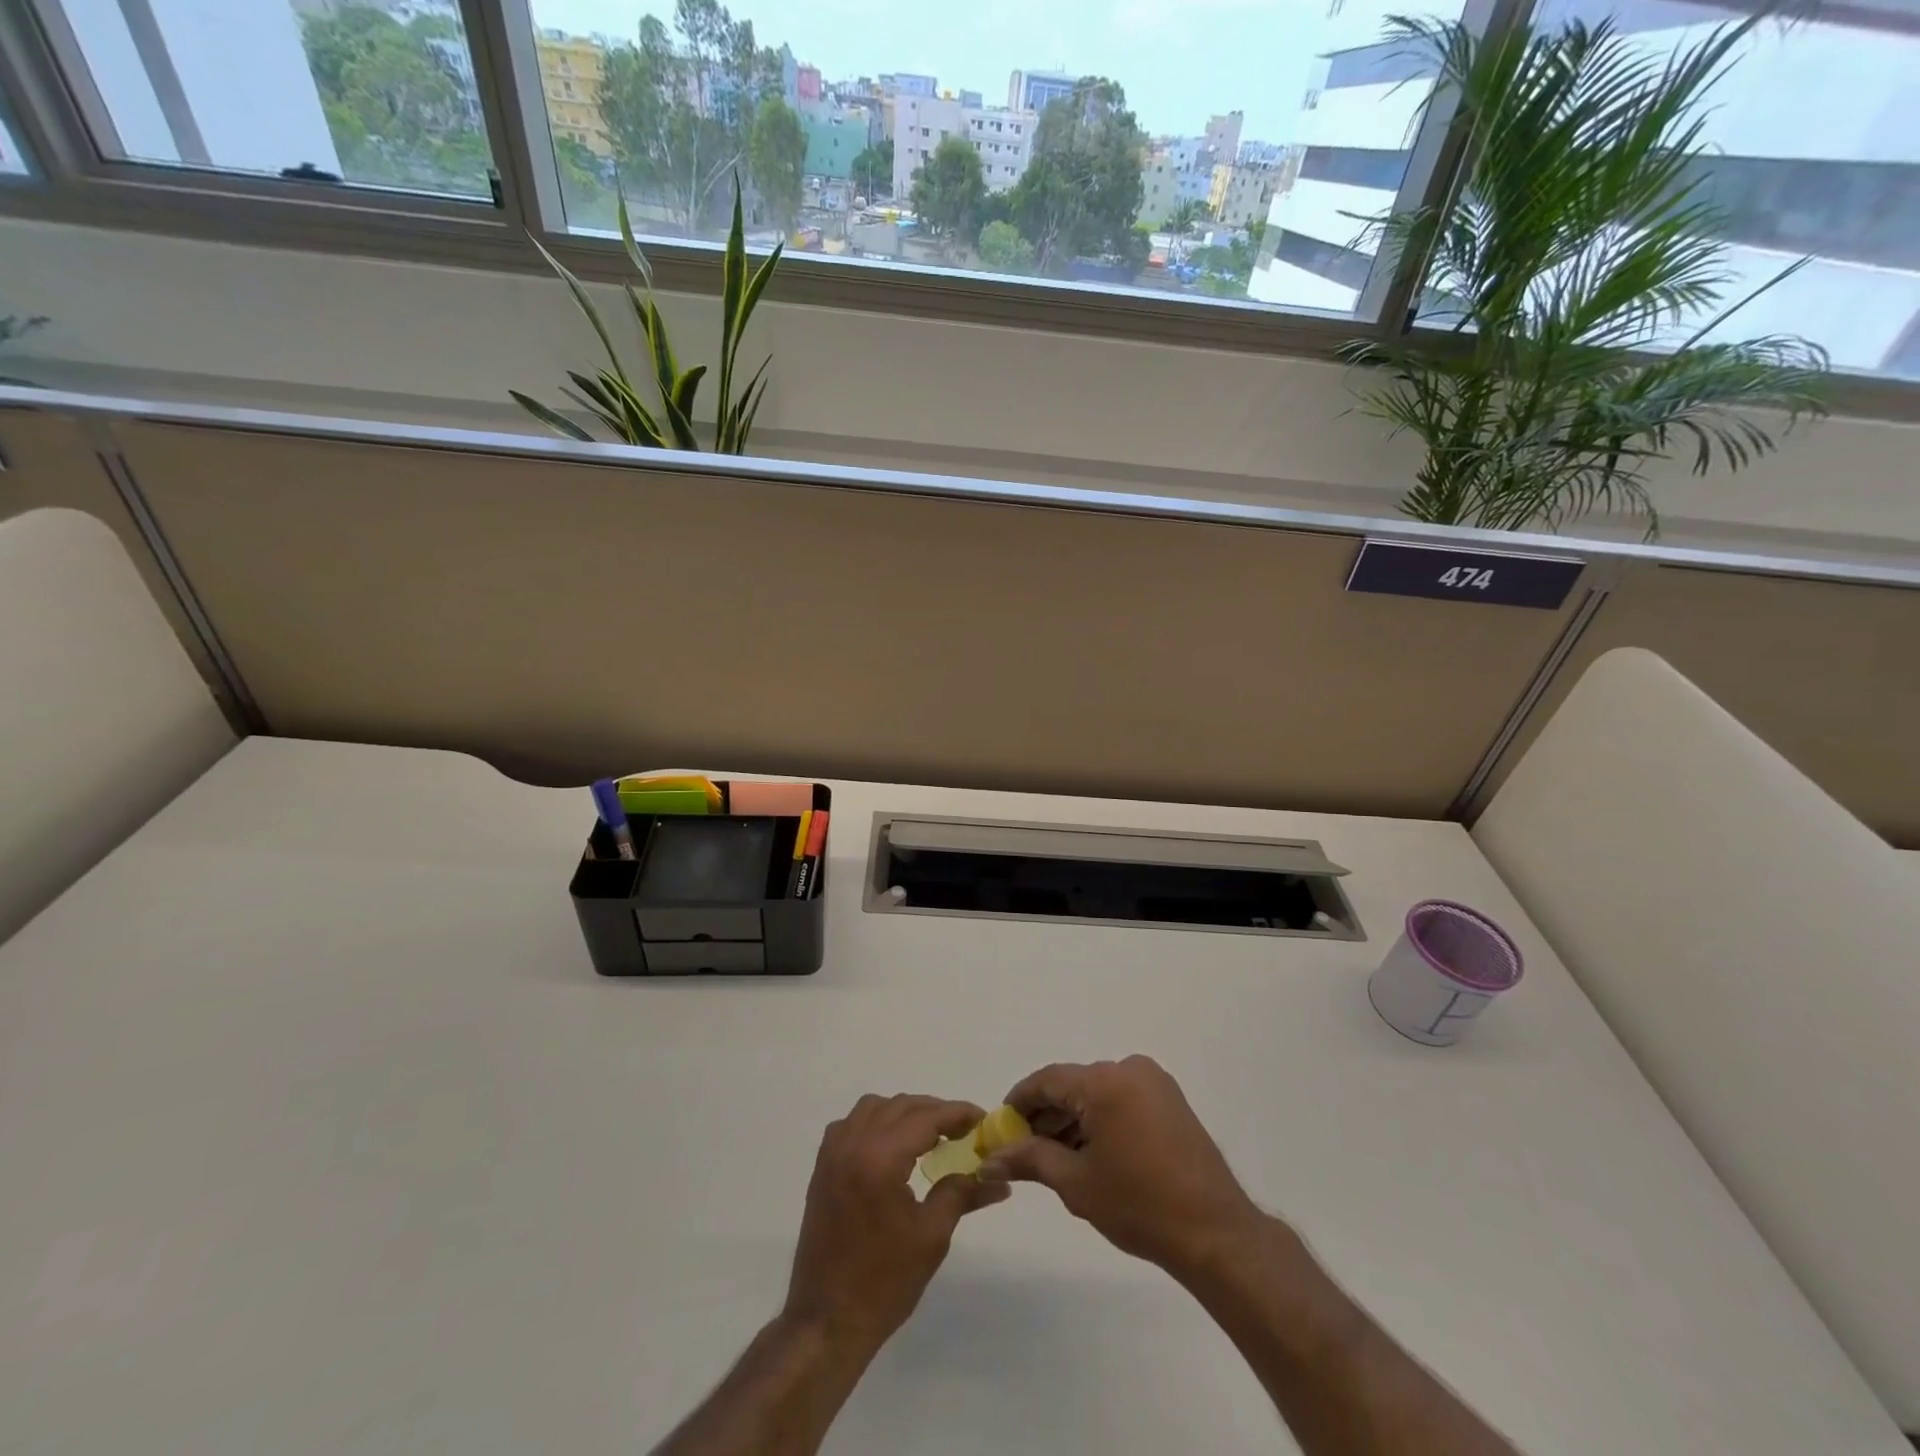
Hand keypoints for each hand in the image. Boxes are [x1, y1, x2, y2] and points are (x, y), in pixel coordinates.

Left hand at [784, 1094, 1009, 1350]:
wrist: (827, 1321)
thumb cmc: (884, 1282)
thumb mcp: (931, 1236)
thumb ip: (962, 1193)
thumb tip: (998, 1178)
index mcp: (880, 1158)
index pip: (925, 1117)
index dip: (957, 1113)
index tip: (982, 1118)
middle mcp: (853, 1144)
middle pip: (900, 1106)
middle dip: (934, 1111)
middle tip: (963, 1130)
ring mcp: (833, 1153)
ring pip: (873, 1108)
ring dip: (904, 1112)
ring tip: (930, 1135)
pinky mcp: (823, 1167)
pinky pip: (851, 1124)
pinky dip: (875, 1122)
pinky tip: (892, 1146)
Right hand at [979, 1056, 1264, 1278]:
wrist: (1215, 1234)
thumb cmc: (1139, 1206)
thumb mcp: (1076, 1183)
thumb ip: (1030, 1159)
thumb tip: (989, 1157)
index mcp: (1104, 1081)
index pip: (1047, 1080)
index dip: (1019, 1102)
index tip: (1000, 1127)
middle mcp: (1129, 1069)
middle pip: (1073, 1085)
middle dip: (1046, 1115)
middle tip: (1024, 1149)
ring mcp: (1154, 1082)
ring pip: (1097, 1092)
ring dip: (1073, 1119)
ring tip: (1055, 1158)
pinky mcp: (1171, 1100)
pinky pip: (1121, 1099)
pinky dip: (1100, 1119)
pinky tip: (1090, 1153)